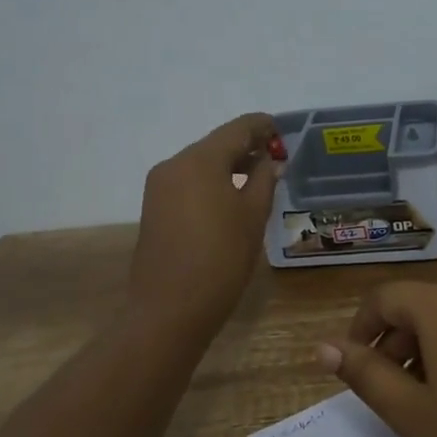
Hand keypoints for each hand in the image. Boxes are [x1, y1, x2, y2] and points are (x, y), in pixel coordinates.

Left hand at [129, 113, 283, 339]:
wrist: (169, 309)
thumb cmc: (221, 259)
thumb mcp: (252, 216)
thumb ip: (264, 180)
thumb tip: (269, 161)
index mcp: (200, 160)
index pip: (238, 129)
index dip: (262, 127)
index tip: (283, 132)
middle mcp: (174, 164)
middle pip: (216, 144)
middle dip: (246, 147)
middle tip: (275, 158)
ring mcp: (159, 187)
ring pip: (200, 164)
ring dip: (228, 166)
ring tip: (257, 179)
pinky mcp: (154, 208)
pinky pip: (188, 183)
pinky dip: (211, 182)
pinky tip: (230, 198)